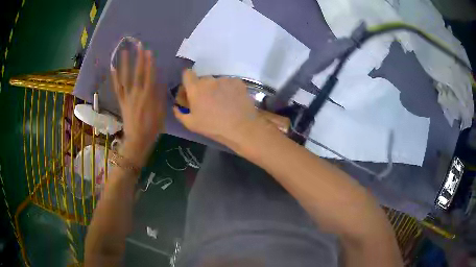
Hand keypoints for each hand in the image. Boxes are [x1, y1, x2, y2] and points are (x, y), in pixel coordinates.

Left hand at [111, 45, 164, 166]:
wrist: (137, 140)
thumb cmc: (152, 128)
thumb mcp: (161, 112)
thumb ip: (159, 95)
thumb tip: (158, 80)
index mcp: (148, 96)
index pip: (149, 75)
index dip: (149, 63)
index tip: (149, 51)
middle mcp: (136, 93)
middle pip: (137, 73)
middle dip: (138, 58)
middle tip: (138, 45)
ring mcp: (127, 97)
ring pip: (125, 78)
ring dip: (124, 64)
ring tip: (123, 52)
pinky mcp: (121, 101)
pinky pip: (117, 88)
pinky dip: (114, 77)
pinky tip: (113, 67)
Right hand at [173, 70, 264, 146]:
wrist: (241, 127)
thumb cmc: (213, 127)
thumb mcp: (191, 124)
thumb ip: (179, 113)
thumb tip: (176, 106)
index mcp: (196, 88)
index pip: (187, 73)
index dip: (187, 81)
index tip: (190, 90)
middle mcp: (209, 79)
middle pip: (202, 80)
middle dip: (202, 88)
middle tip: (207, 101)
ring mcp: (225, 79)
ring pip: (217, 82)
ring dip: (216, 89)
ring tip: (222, 103)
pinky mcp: (238, 81)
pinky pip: (229, 83)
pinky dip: (229, 90)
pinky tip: (232, 101)